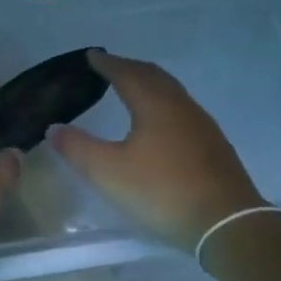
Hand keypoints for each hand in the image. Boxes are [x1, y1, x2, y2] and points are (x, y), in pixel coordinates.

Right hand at [50, 50, 265, 251]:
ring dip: (149, 85)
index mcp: (154, 104)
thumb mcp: (108, 172)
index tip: (91, 56)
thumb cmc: (162, 191)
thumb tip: (54, 128)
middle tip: (110, 67)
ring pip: (172, 93)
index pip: (127, 73)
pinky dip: (164, 105)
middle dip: (130, 68)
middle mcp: (181, 106)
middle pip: (154, 76)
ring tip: (133, 90)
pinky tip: (161, 124)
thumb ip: (77, 148)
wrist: (226, 223)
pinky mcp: (213, 147)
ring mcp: (202, 126)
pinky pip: (182, 111)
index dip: (107, 63)